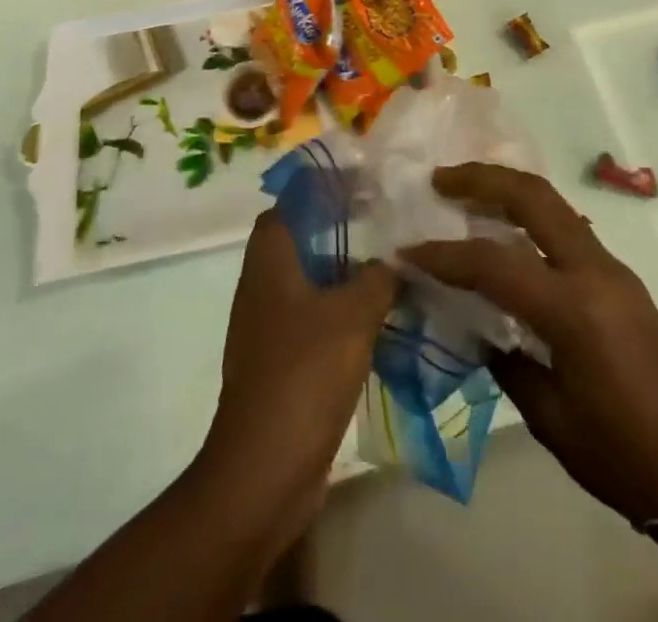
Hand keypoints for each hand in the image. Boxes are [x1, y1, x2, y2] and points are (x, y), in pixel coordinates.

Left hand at [200, 211, 396, 545]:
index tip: (361, 184)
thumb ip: (379, 278)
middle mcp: (263, 287)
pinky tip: (381, 318)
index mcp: (270, 262)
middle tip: (386, 222)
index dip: (321, 188)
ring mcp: (270, 328)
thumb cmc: (303, 375)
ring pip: (312, 282)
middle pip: (302, 240)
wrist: (264, 472)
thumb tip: (394, 262)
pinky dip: (344, 312)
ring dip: (347, 273)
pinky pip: (316, 320)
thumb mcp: (354, 315)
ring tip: (392, 265)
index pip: (289, 204)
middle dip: (341, 228)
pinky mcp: (282, 363)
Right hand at [403, 163, 657, 525]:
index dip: (445, 255)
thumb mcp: (547, 415)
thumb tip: (472, 322)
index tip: (408, 251)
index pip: (494, 264)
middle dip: (483, 179)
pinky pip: (566, 227)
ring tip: (465, 192)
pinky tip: (506, 230)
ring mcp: (611, 266)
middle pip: (533, 197)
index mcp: (573, 310)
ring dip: (507, 189)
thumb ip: (504, 357)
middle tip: (440, 179)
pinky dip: (530, 214)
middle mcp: (594, 271)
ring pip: (553, 203)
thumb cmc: (617, 454)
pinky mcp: (618, 273)